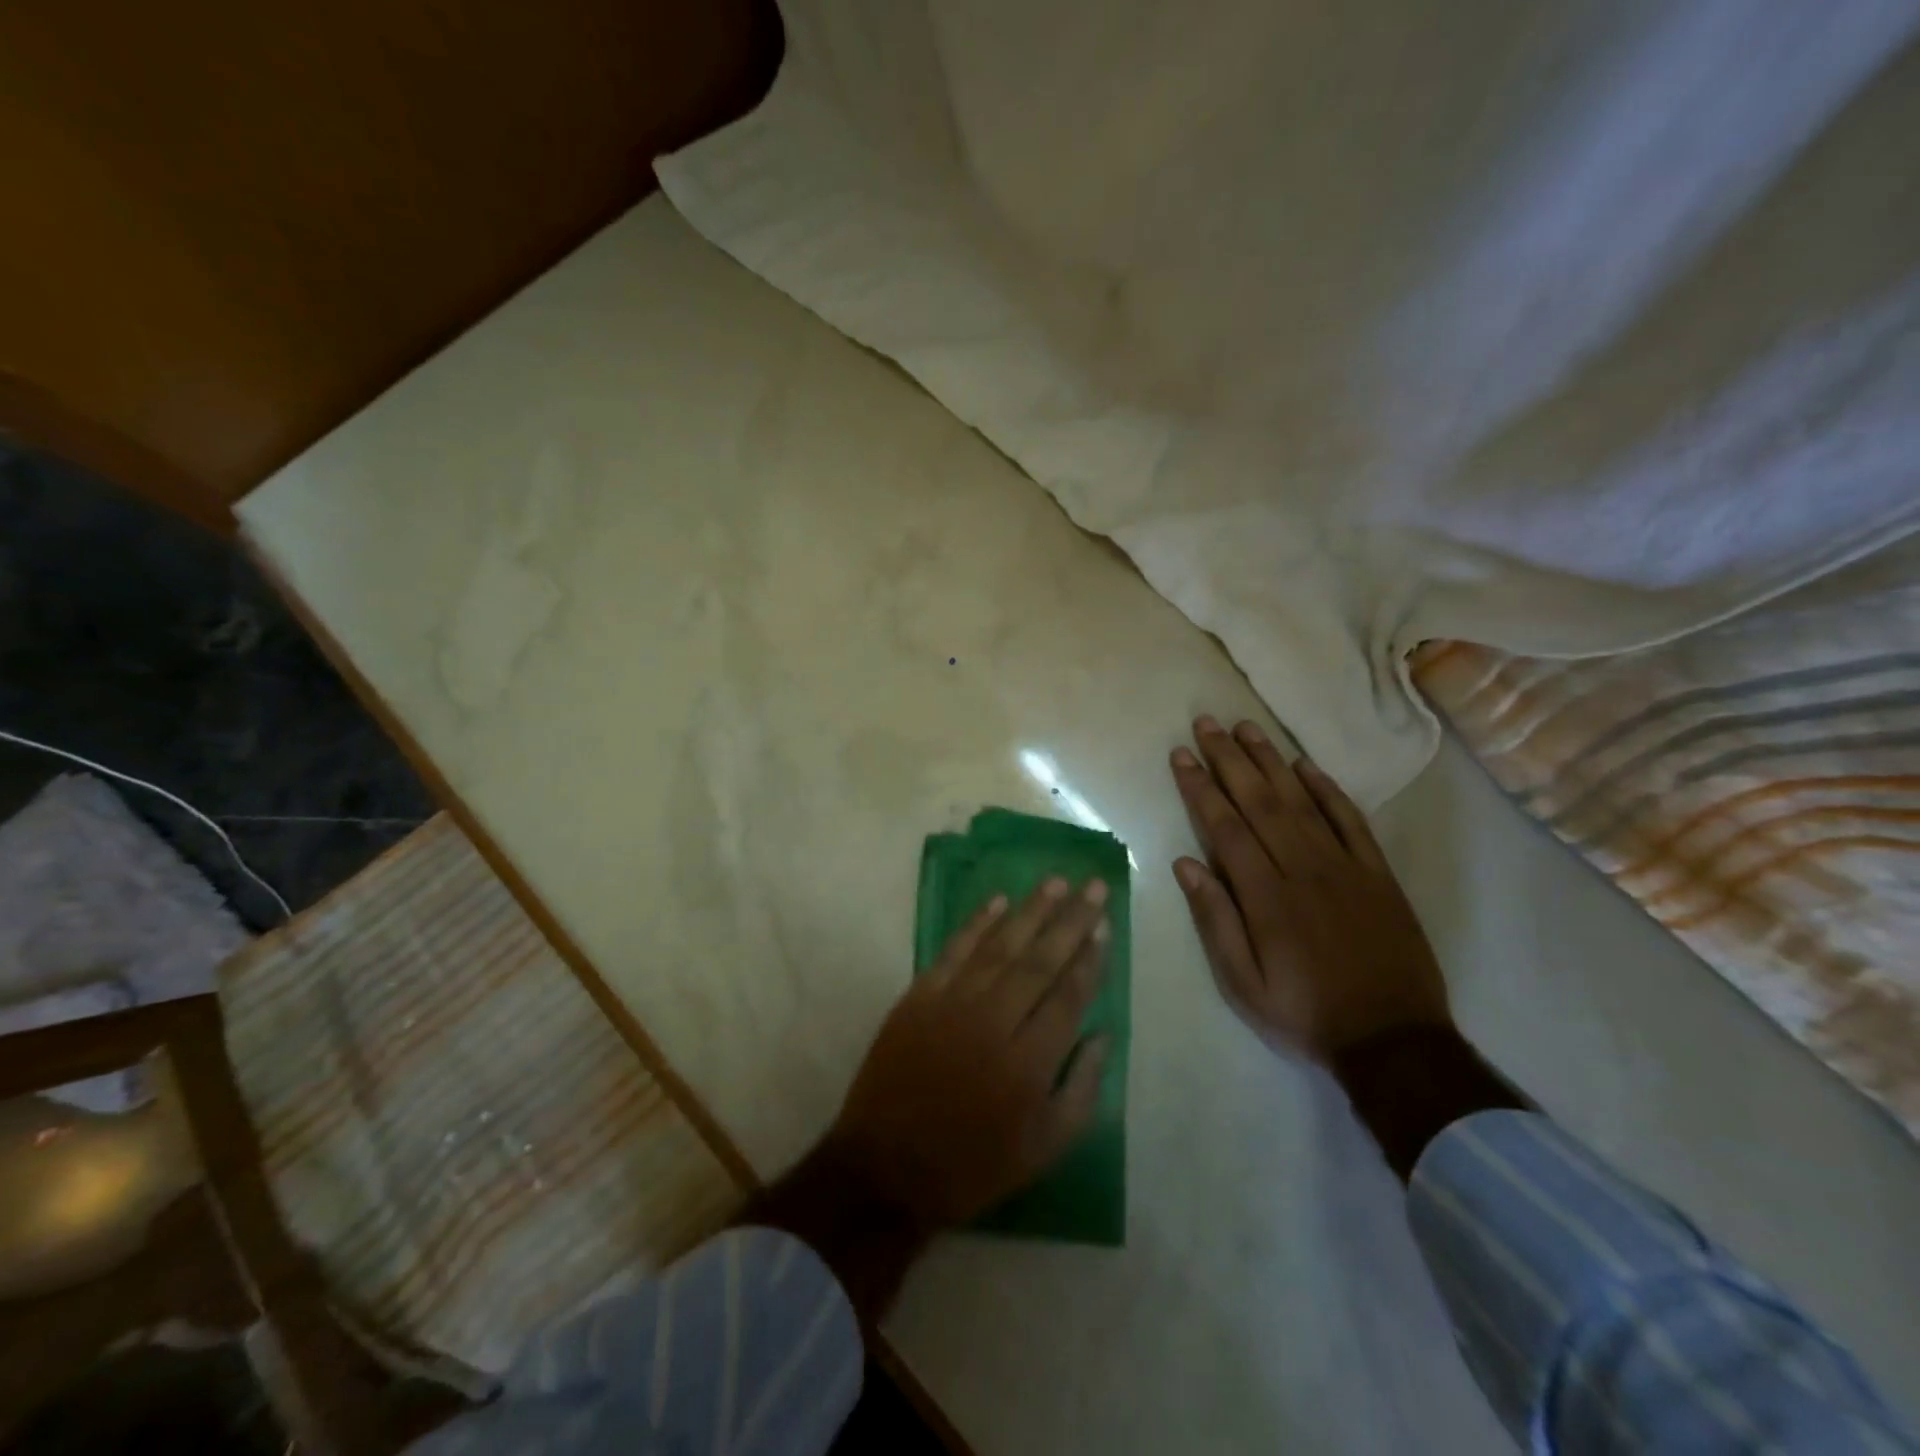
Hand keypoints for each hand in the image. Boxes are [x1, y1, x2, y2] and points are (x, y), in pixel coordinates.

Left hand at [831, 879, 1111, 1229]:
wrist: (886, 1168)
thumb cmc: (973, 1164)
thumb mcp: (1044, 1149)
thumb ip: (1081, 1089)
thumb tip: (1103, 1033)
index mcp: (1029, 1064)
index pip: (1068, 996)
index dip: (1089, 959)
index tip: (1104, 924)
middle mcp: (994, 1022)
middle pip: (1040, 961)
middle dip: (1071, 921)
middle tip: (1094, 886)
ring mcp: (952, 1004)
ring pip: (1000, 946)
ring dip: (1031, 911)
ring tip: (1057, 882)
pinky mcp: (919, 996)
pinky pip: (954, 950)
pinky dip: (977, 922)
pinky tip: (999, 899)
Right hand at [1169, 715, 1450, 1061]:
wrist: (1395, 1041)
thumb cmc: (1305, 1014)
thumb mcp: (1243, 984)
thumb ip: (1215, 921)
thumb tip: (1186, 864)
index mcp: (1266, 896)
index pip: (1224, 826)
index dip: (1200, 787)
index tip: (1182, 755)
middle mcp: (1303, 868)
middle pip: (1259, 801)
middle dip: (1228, 759)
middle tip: (1207, 723)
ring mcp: (1344, 866)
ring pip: (1301, 800)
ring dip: (1270, 761)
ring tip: (1246, 727)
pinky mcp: (1377, 873)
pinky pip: (1350, 819)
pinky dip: (1327, 789)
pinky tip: (1305, 765)